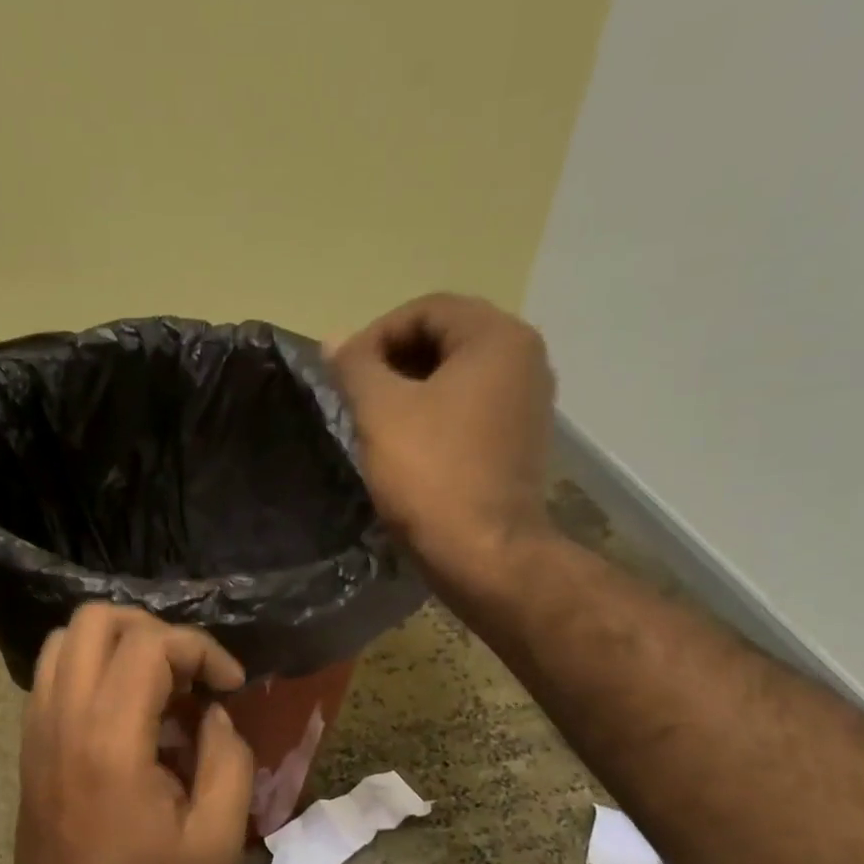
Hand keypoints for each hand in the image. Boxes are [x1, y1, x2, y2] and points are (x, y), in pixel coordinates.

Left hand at [3, 604, 254, 863]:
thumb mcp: (215, 839)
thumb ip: (230, 761)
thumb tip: (214, 715)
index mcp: (111, 738)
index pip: (150, 643)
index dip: (201, 650)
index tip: (230, 686)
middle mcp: (65, 715)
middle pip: (97, 619)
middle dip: (156, 632)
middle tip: (190, 676)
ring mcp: (39, 724)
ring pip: (68, 637)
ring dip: (121, 644)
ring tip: (160, 687)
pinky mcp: (30, 738)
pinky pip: (56, 670)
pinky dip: (95, 666)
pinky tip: (129, 710)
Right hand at [329, 293, 557, 599]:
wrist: (484, 554)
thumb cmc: (432, 475)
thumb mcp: (381, 412)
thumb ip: (356, 366)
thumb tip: (335, 340)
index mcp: (497, 338)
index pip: (426, 309)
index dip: (376, 335)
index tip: (343, 374)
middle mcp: (525, 359)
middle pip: (445, 339)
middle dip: (393, 362)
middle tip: (355, 397)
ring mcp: (528, 403)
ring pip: (457, 377)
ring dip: (411, 391)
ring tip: (375, 423)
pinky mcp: (520, 441)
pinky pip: (470, 410)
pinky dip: (435, 416)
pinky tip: (407, 447)